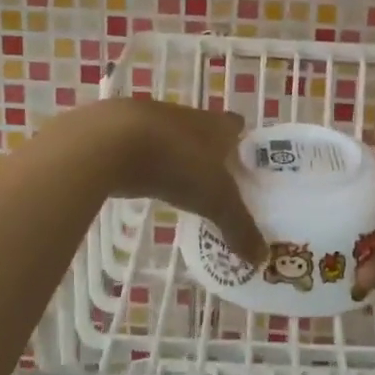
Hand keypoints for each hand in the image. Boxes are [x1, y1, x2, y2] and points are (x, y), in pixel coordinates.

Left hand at [87, 98, 267, 265]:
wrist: (111, 141)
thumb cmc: (176, 163)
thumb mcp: (214, 201)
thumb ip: (239, 228)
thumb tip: (262, 258)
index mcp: (216, 125)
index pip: (237, 126)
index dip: (243, 143)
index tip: (245, 165)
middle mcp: (188, 116)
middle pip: (205, 131)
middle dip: (210, 153)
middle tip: (216, 183)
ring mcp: (152, 120)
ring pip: (172, 137)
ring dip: (176, 156)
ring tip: (181, 185)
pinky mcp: (121, 130)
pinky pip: (142, 146)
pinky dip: (146, 161)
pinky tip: (145, 180)